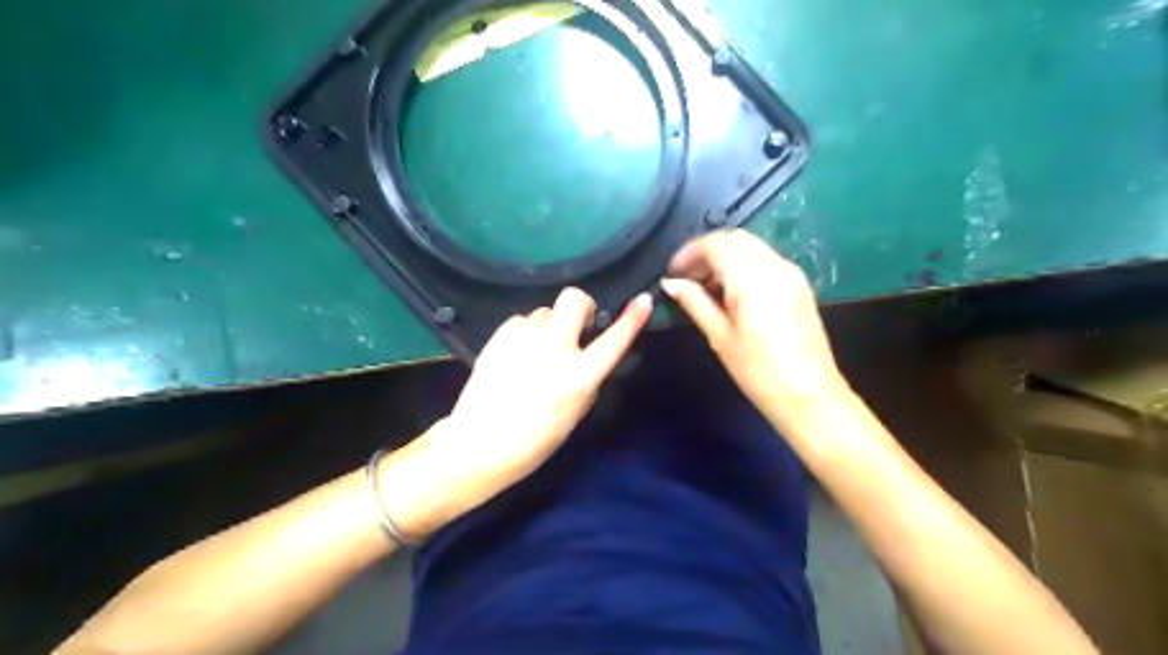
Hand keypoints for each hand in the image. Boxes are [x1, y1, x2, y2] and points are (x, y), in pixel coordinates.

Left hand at [388, 286, 651, 536]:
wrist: (480, 445)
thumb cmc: (534, 441)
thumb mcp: (574, 414)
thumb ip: (586, 380)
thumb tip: (588, 356)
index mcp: (579, 376)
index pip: (615, 340)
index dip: (632, 318)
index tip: (643, 301)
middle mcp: (554, 349)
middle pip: (573, 299)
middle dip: (581, 305)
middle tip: (576, 325)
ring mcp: (524, 340)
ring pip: (544, 311)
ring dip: (548, 325)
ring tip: (537, 350)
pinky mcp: (499, 337)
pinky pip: (521, 321)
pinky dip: (525, 332)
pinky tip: (517, 352)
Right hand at [660, 231, 843, 430]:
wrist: (809, 395)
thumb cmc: (758, 370)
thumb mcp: (720, 336)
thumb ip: (695, 302)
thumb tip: (671, 283)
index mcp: (751, 278)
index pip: (716, 243)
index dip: (689, 252)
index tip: (673, 273)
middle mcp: (774, 266)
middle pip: (735, 239)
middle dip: (707, 252)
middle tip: (687, 278)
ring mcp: (791, 273)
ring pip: (751, 247)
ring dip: (725, 258)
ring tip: (706, 287)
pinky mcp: (799, 285)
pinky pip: (765, 261)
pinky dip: (743, 266)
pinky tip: (731, 293)